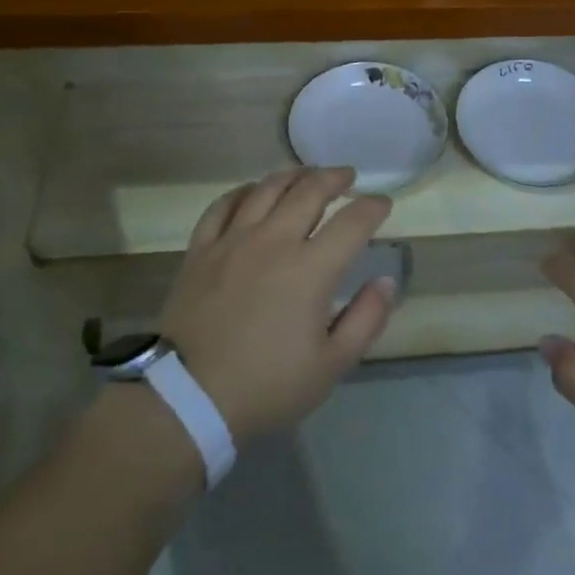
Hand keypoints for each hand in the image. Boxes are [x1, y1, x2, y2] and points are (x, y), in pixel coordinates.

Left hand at [156, 167, 395, 443]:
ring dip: (292, 176)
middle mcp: (273, 241)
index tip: (382, 204)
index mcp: (310, 269)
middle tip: (347, 177)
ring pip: (266, 189)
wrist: (188, 398)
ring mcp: (232, 241)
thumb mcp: (331, 365)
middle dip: (334, 178)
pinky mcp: (200, 250)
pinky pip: (222, 205)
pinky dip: (242, 192)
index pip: (352, 222)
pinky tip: (251, 192)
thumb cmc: (267, 386)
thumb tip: (386, 281)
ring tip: (305, 176)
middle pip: (309, 191)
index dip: (372, 207)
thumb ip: (366, 319)